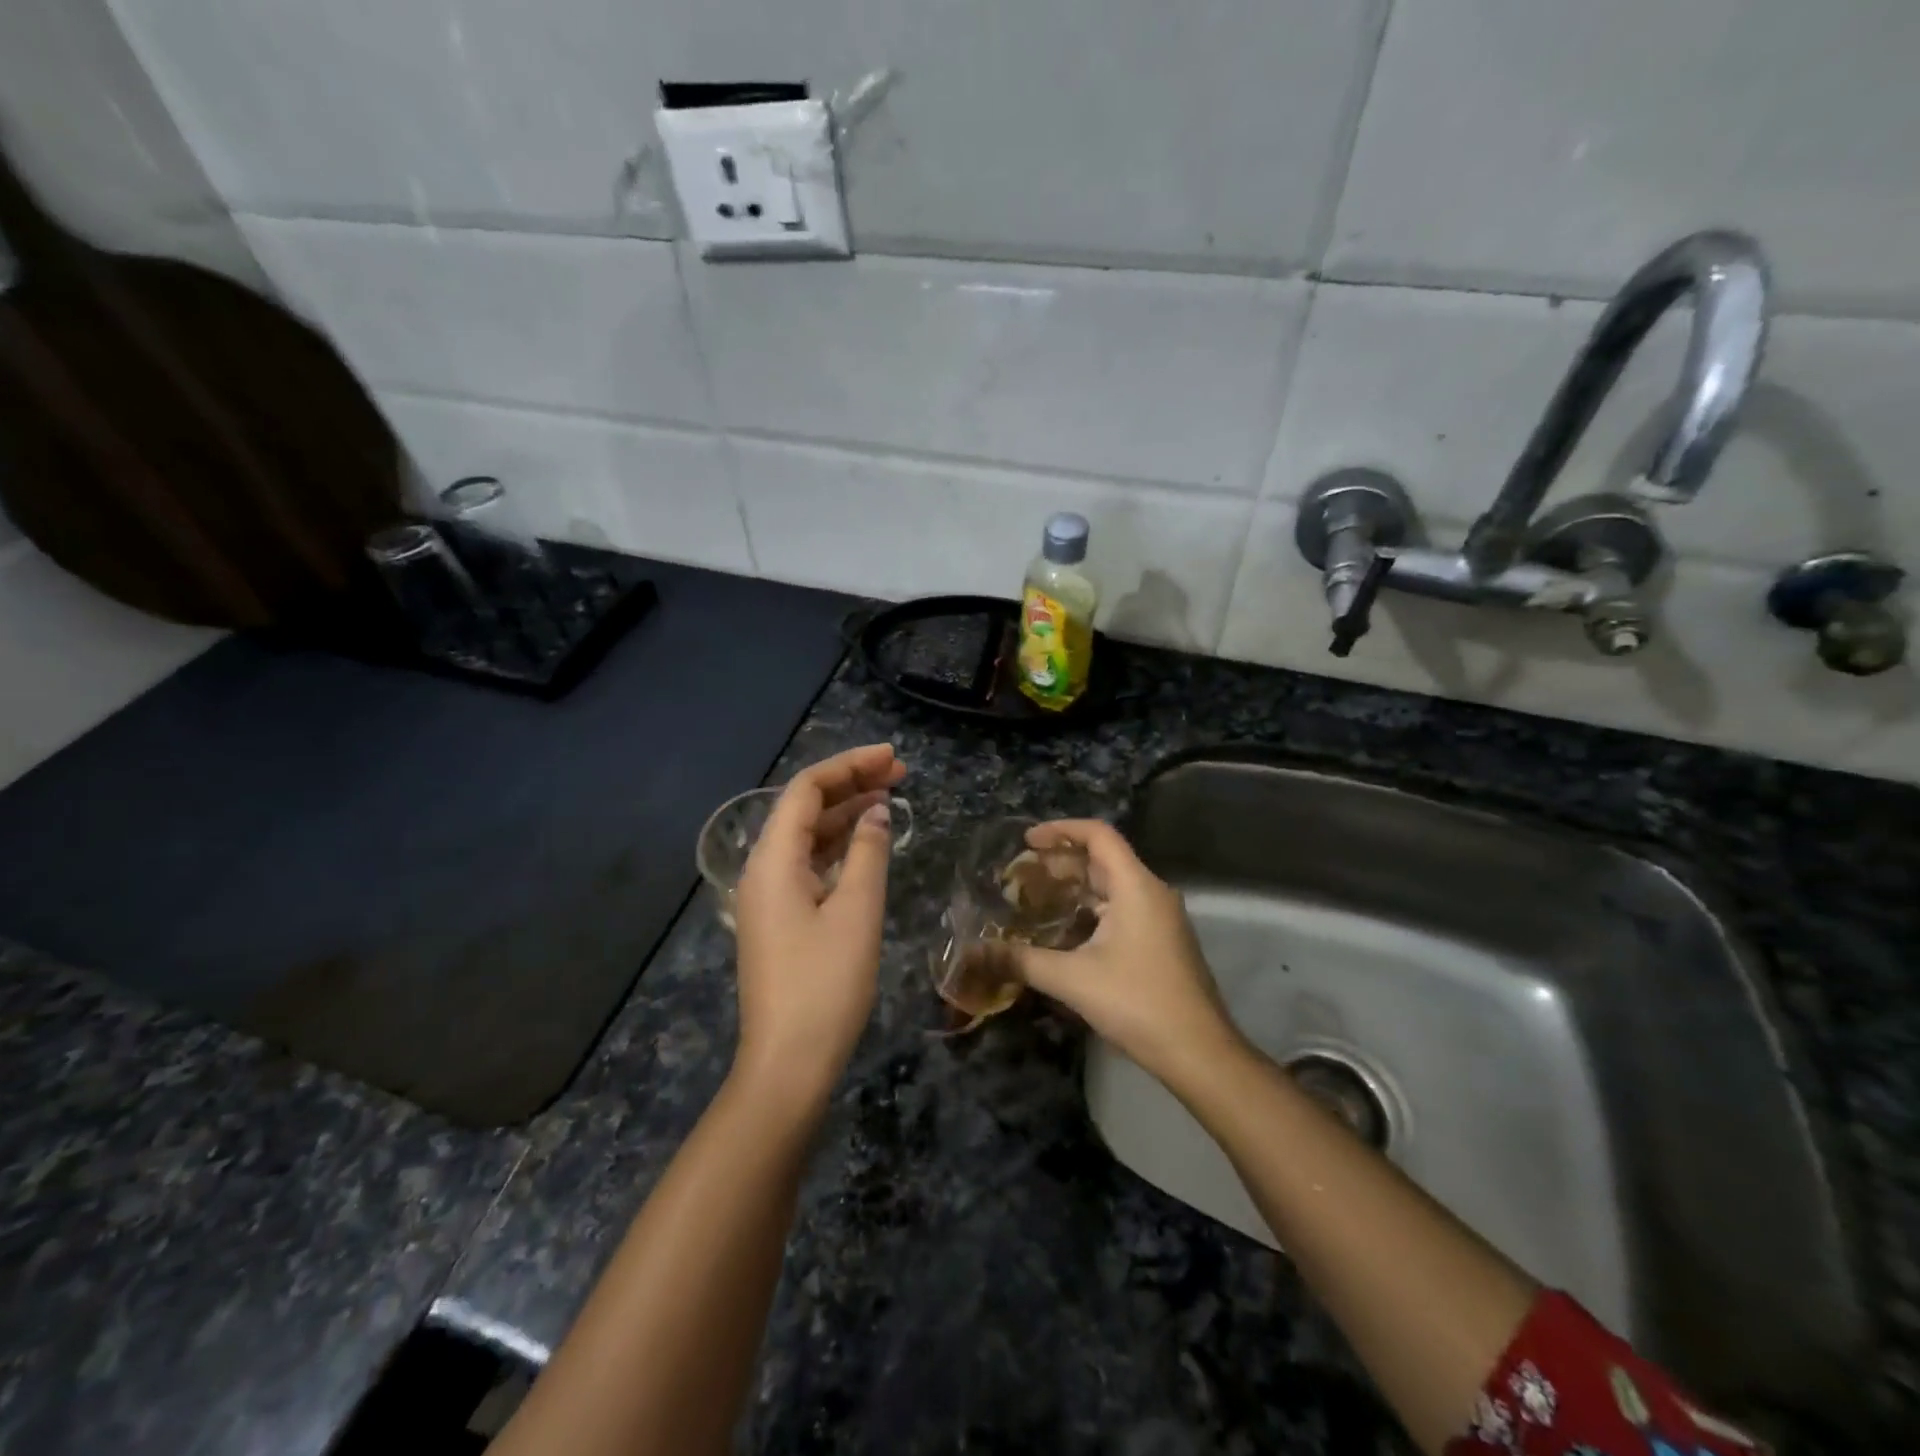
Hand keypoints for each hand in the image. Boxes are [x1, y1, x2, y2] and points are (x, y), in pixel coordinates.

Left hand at [731, 744, 905, 1105]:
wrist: (788, 1062)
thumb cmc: (825, 984)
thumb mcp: (857, 912)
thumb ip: (869, 853)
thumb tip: (877, 812)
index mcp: (773, 860)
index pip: (806, 790)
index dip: (849, 765)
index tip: (891, 757)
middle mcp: (764, 869)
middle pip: (804, 808)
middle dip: (850, 784)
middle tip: (899, 772)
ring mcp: (769, 896)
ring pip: (807, 836)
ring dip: (846, 813)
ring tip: (890, 797)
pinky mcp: (781, 918)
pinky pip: (809, 863)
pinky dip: (839, 846)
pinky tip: (867, 842)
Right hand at [1009, 820, 1242, 1085]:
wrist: (1198, 1052)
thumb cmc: (1137, 1003)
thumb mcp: (1072, 979)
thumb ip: (1021, 960)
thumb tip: (974, 953)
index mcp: (1136, 886)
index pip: (1098, 835)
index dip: (1061, 830)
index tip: (1027, 841)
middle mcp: (1151, 893)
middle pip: (1103, 859)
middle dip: (1061, 862)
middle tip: (1021, 874)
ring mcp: (1160, 918)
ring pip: (1112, 886)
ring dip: (1075, 887)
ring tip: (1035, 898)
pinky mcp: (1161, 941)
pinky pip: (1121, 909)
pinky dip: (1091, 909)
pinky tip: (1064, 931)